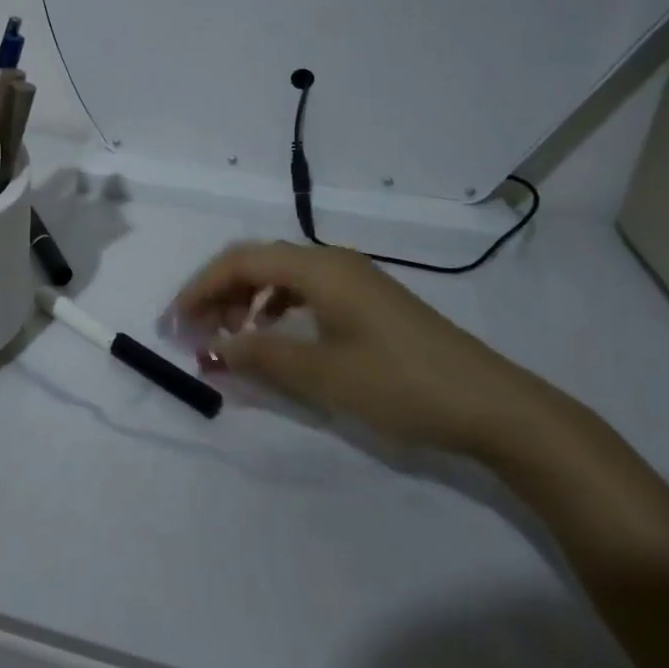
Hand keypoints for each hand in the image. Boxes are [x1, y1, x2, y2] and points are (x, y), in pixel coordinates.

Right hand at [175, 241, 566, 459]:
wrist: (494, 406)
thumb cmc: (401, 384)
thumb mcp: (322, 374)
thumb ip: (259, 357)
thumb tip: (211, 350)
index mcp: (318, 268)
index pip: (240, 262)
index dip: (199, 288)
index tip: (174, 322)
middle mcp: (332, 262)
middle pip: (258, 262)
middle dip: (218, 292)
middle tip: (194, 331)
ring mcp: (354, 279)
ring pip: (281, 276)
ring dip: (246, 300)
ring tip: (228, 336)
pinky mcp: (368, 301)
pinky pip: (305, 291)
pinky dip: (276, 309)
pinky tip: (273, 336)